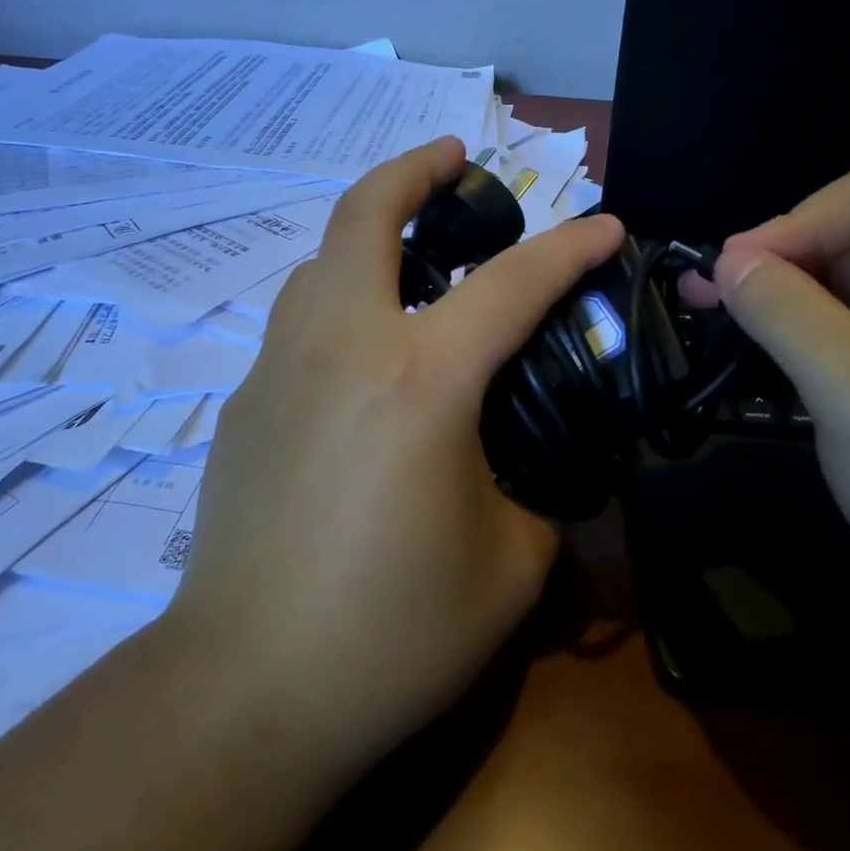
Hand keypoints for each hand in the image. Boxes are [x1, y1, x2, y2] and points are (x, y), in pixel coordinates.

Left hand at [171, 137, 625, 768]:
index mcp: (419, 380)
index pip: (512, 284)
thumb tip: (527, 473)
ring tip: (412, 258)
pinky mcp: (244, 404)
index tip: (604, 223)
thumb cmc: (389, 635)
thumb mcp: (508, 570)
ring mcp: (279, 369)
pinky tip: (363, 352)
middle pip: (364, 214)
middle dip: (413, 169)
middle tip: (452, 158)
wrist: (244, 692)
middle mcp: (341, 347)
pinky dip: (338, 299)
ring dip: (368, 234)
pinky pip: (298, 319)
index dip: (568, 246)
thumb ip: (535, 498)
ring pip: (319, 259)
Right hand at [688, 167, 849, 701]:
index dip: (794, 225)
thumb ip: (787, 311)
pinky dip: (797, 342)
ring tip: (711, 318)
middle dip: (777, 260)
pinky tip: (754, 356)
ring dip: (778, 301)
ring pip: (844, 295)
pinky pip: (847, 344)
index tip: (730, 274)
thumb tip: (726, 260)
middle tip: (702, 295)